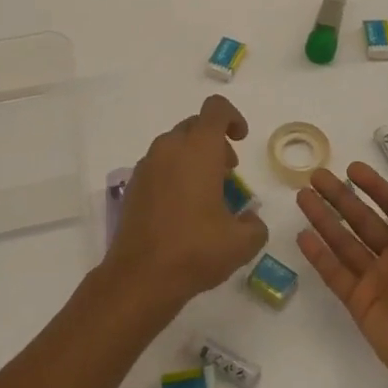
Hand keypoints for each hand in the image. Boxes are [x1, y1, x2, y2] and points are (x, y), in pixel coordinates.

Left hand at [106, 94, 267, 312]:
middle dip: (215, 142)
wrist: (140, 278)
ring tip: (206, 194)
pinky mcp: (133, 186)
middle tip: (228, 173)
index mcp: (199, 149)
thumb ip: (255, 224)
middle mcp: (170, 148)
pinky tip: (182, 209)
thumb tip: (251, 220)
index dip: (233, 117)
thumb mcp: (241, 243)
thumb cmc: (195, 250)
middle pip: (195, 126)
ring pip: (175, 145)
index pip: (216, 109)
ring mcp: (147, 166)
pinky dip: (174, 174)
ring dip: (194, 158)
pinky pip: (159, 166)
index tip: (241, 140)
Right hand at [296, 156, 387, 387]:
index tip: (350, 168)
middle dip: (340, 197)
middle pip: (363, 220)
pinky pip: (335, 274)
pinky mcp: (360, 304)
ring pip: (345, 243)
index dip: (374, 186)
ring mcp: (378, 281)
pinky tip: (302, 235)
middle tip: (315, 176)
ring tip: (302, 196)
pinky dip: (319, 255)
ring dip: (323, 219)